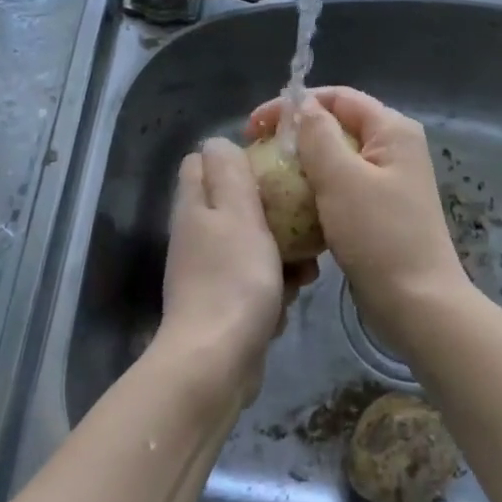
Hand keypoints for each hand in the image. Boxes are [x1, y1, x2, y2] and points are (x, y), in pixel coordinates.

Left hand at [157, 138, 314, 406]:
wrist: (217, 360)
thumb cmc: (234, 278)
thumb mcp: (237, 212)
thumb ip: (228, 172)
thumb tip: (217, 141)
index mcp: (195, 206)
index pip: (203, 162)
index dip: (237, 158)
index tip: (276, 167)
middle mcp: (197, 234)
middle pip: (235, 205)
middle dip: (273, 212)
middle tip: (301, 222)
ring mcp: (208, 271)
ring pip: (252, 244)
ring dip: (282, 254)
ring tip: (306, 270)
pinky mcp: (224, 304)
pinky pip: (255, 281)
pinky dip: (275, 287)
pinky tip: (291, 299)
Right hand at [246, 88, 468, 347]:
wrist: (416, 303)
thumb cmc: (379, 235)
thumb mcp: (341, 178)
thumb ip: (318, 135)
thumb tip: (302, 105)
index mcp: (392, 130)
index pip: (337, 97)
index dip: (293, 105)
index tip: (254, 128)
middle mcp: (393, 149)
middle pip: (335, 126)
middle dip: (294, 136)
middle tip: (255, 154)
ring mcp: (387, 182)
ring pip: (334, 160)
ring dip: (301, 166)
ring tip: (266, 181)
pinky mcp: (378, 211)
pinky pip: (339, 189)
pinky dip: (314, 191)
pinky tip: (289, 207)